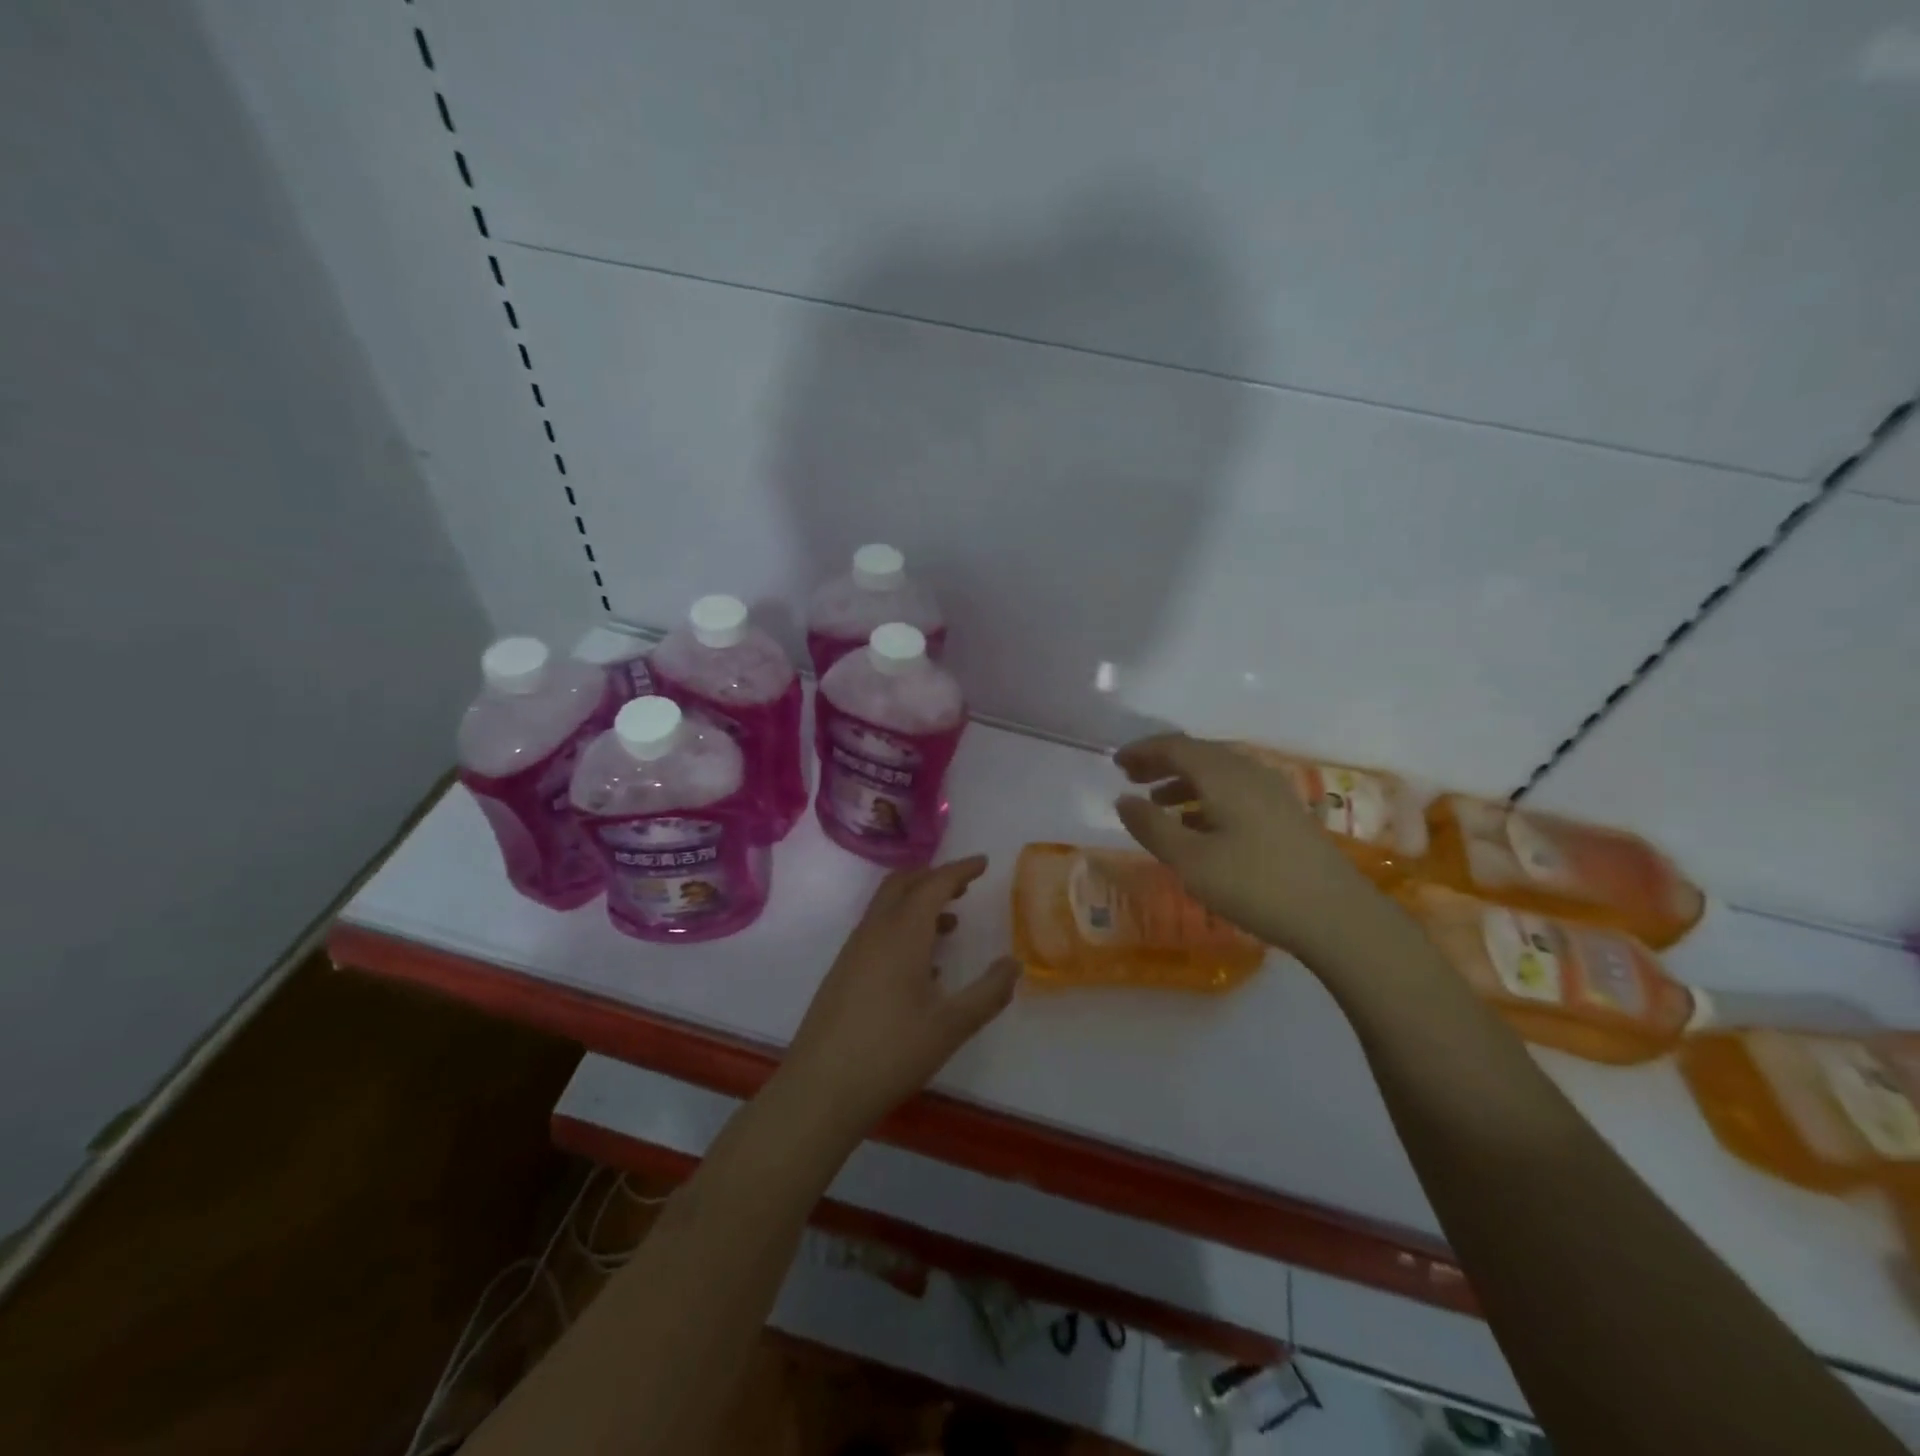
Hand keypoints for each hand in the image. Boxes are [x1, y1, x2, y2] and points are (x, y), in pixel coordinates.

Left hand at [782, 856, 1020, 1133]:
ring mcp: (854, 951)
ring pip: (887, 906)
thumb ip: (988, 992)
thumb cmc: (891, 1052)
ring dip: (917, 901)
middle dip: (934, 876)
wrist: (820, 1089)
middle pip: (903, 883)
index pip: (933, 884)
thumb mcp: (951, 1026)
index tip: (983, 862)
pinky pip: (877, 930)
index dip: (960, 869)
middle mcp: (874, 931)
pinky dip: (903, 925)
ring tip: (950, 920)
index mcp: (902, 933)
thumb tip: (1014, 963)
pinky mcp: (844, 972)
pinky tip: (923, 963)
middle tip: (965, 883)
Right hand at [1113, 734, 1385, 963]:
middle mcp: (1249, 773)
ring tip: (1158, 802)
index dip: (1143, 751)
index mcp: (1224, 775)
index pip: (1176, 747)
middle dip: (1162, 763)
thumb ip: (1152, 827)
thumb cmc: (1255, 884)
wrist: (1336, 916)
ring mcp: (1273, 793)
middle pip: (1199, 754)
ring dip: (1185, 782)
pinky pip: (1236, 791)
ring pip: (1219, 773)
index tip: (1116, 762)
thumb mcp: (1190, 860)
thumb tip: (1123, 800)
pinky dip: (1207, 798)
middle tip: (1132, 778)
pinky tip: (1198, 825)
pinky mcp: (1286, 815)